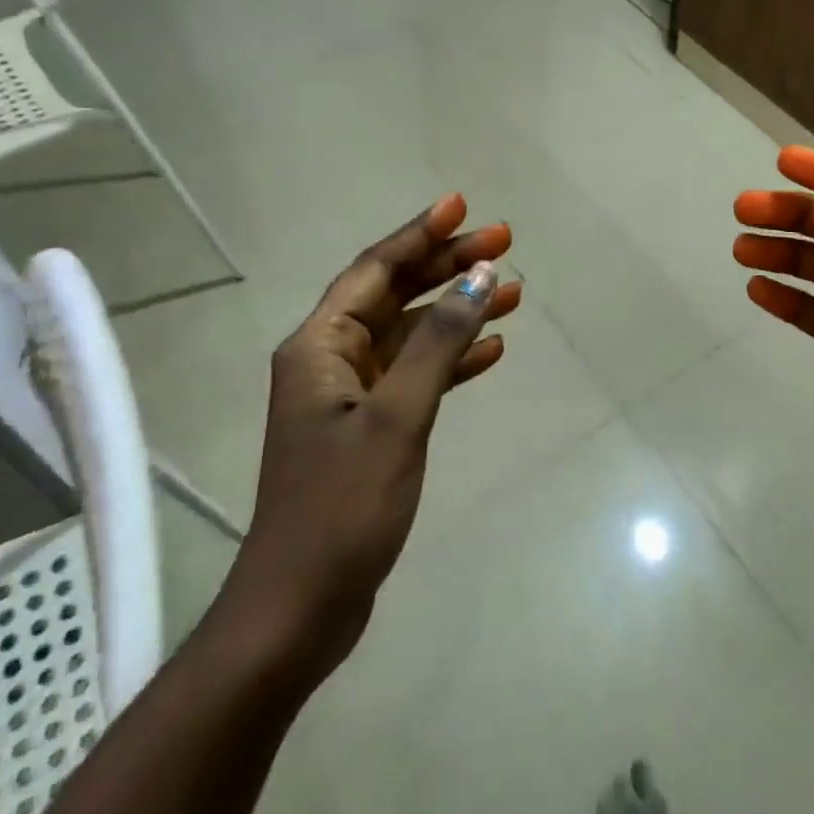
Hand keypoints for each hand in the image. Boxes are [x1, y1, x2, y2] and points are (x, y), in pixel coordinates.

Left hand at [217, 194, 520, 687]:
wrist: (300, 608)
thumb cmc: (342, 506)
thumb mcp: (397, 417)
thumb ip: (439, 343)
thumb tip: (478, 277)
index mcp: (320, 346)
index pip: (375, 269)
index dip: (419, 234)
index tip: (462, 205)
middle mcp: (331, 360)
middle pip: (396, 294)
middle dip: (447, 266)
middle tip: (503, 241)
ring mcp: (351, 396)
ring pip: (411, 333)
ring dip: (457, 311)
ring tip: (513, 290)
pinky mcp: (370, 428)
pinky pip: (416, 375)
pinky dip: (452, 359)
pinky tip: (492, 350)